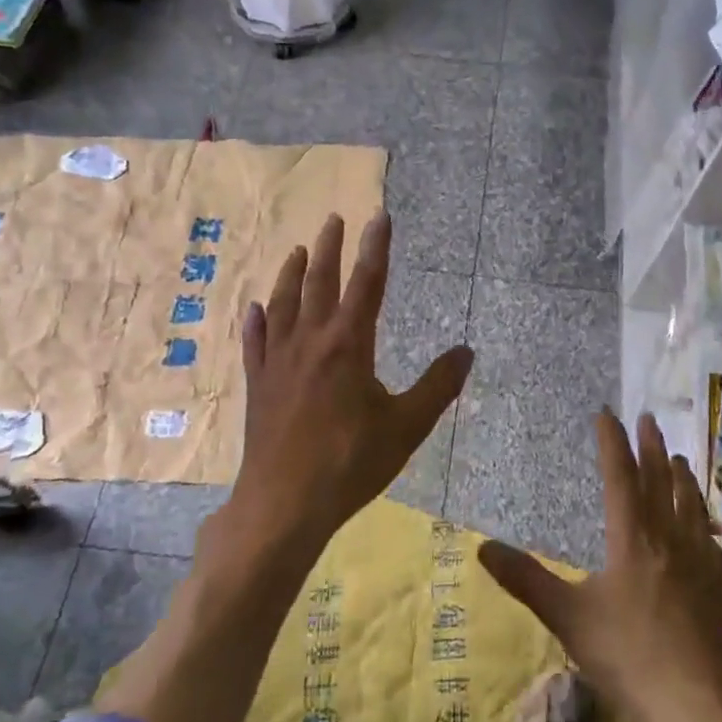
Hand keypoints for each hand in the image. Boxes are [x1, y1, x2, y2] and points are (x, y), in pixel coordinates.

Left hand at [225, 212, 473, 555]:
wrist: (284, 504)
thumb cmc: (350, 463)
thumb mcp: (407, 427)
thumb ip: (438, 386)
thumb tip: (467, 351)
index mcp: (348, 345)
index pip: (367, 283)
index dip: (375, 247)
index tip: (379, 216)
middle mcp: (310, 341)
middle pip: (319, 283)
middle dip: (328, 248)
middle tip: (332, 219)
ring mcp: (278, 362)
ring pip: (283, 305)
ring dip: (291, 274)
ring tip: (296, 250)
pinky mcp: (258, 385)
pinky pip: (255, 342)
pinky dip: (256, 321)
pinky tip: (254, 309)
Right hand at [479, 410, 721, 721]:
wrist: (694, 703)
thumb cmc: (626, 656)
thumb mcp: (567, 618)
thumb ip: (526, 580)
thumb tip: (483, 546)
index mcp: (631, 538)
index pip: (620, 476)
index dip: (612, 443)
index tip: (607, 414)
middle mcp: (668, 538)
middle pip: (659, 480)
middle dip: (651, 446)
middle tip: (648, 417)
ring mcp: (698, 560)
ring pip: (690, 504)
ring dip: (681, 475)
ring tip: (678, 457)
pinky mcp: (717, 585)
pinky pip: (709, 538)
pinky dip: (702, 519)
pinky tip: (703, 525)